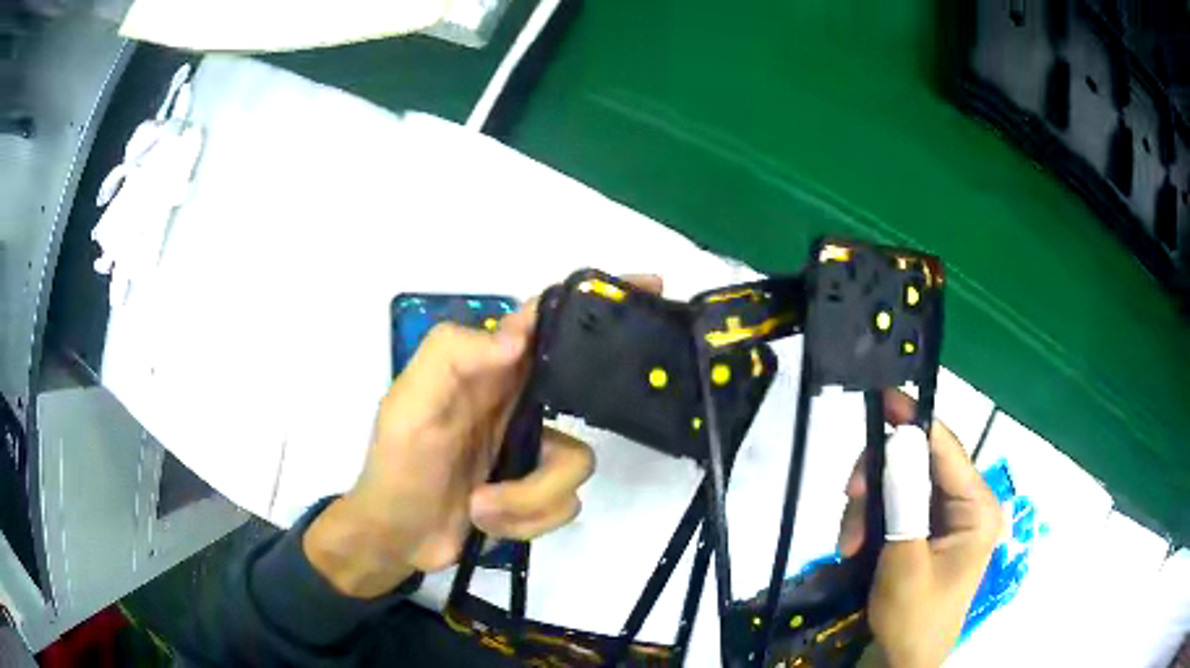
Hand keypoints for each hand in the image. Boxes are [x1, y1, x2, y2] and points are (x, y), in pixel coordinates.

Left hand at [304, 275, 662, 598]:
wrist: (397, 537)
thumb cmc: (398, 466)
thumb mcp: (410, 404)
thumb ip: (454, 356)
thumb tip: (520, 332)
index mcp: (490, 369)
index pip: (546, 319)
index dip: (594, 298)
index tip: (648, 285)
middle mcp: (519, 401)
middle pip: (586, 385)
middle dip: (600, 403)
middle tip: (617, 410)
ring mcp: (532, 450)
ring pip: (577, 466)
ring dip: (528, 497)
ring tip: (483, 503)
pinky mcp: (537, 493)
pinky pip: (565, 504)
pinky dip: (526, 520)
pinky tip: (488, 519)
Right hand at [840, 390, 1002, 667]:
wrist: (902, 660)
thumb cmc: (913, 618)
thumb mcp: (906, 561)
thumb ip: (905, 500)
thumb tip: (900, 439)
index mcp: (977, 508)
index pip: (947, 448)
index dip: (914, 421)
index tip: (882, 399)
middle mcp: (966, 504)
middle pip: (920, 463)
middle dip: (879, 480)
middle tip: (848, 498)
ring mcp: (947, 518)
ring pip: (901, 485)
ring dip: (868, 508)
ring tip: (847, 544)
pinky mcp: (927, 530)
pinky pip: (896, 507)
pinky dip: (870, 521)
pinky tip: (854, 546)